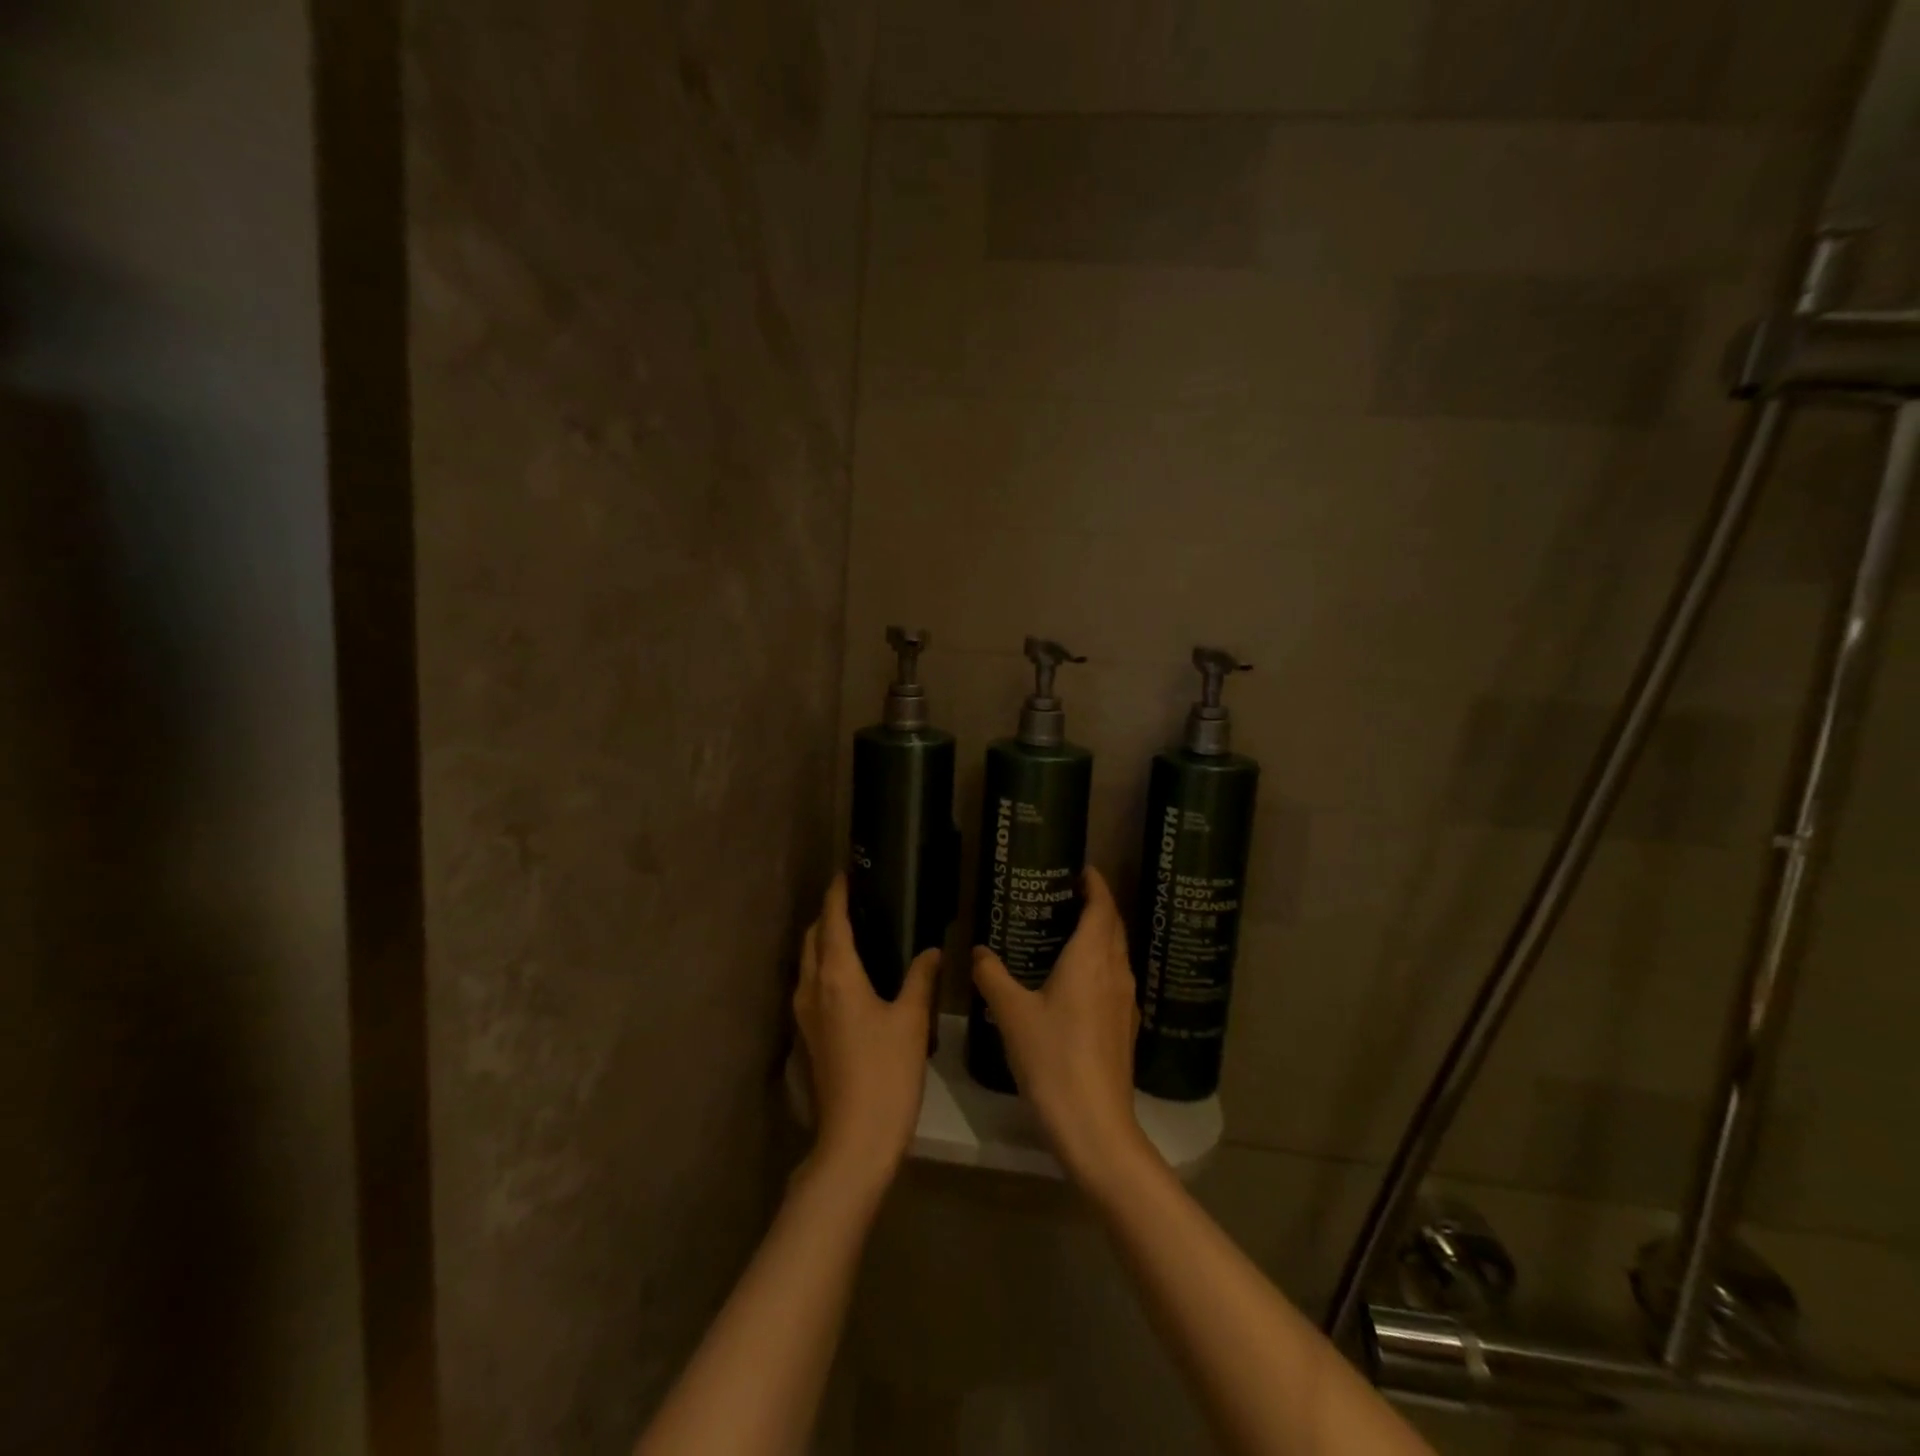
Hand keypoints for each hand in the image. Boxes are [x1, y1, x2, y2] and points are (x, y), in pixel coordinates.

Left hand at [793, 875, 937, 1197]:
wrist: (854, 1140)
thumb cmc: (886, 1073)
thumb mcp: (911, 1021)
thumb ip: (920, 979)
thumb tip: (931, 950)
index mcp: (836, 976)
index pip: (832, 921)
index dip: (838, 894)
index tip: (846, 873)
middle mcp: (811, 988)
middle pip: (813, 938)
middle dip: (829, 915)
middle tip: (857, 901)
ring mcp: (804, 1014)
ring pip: (808, 962)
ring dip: (824, 941)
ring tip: (856, 932)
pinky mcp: (807, 1036)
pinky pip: (811, 984)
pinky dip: (825, 966)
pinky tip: (851, 976)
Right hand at [971, 867, 1155, 1190]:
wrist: (1094, 1124)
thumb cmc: (1052, 1058)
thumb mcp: (1011, 1013)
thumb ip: (992, 976)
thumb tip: (977, 951)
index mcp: (1091, 958)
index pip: (1102, 907)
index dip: (1096, 884)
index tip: (1082, 869)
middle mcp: (1115, 972)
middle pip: (1114, 927)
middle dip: (1098, 905)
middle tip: (1068, 894)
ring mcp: (1125, 1001)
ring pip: (1117, 954)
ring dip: (1101, 935)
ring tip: (1070, 931)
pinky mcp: (1125, 1027)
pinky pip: (1116, 979)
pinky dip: (1101, 964)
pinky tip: (1078, 980)